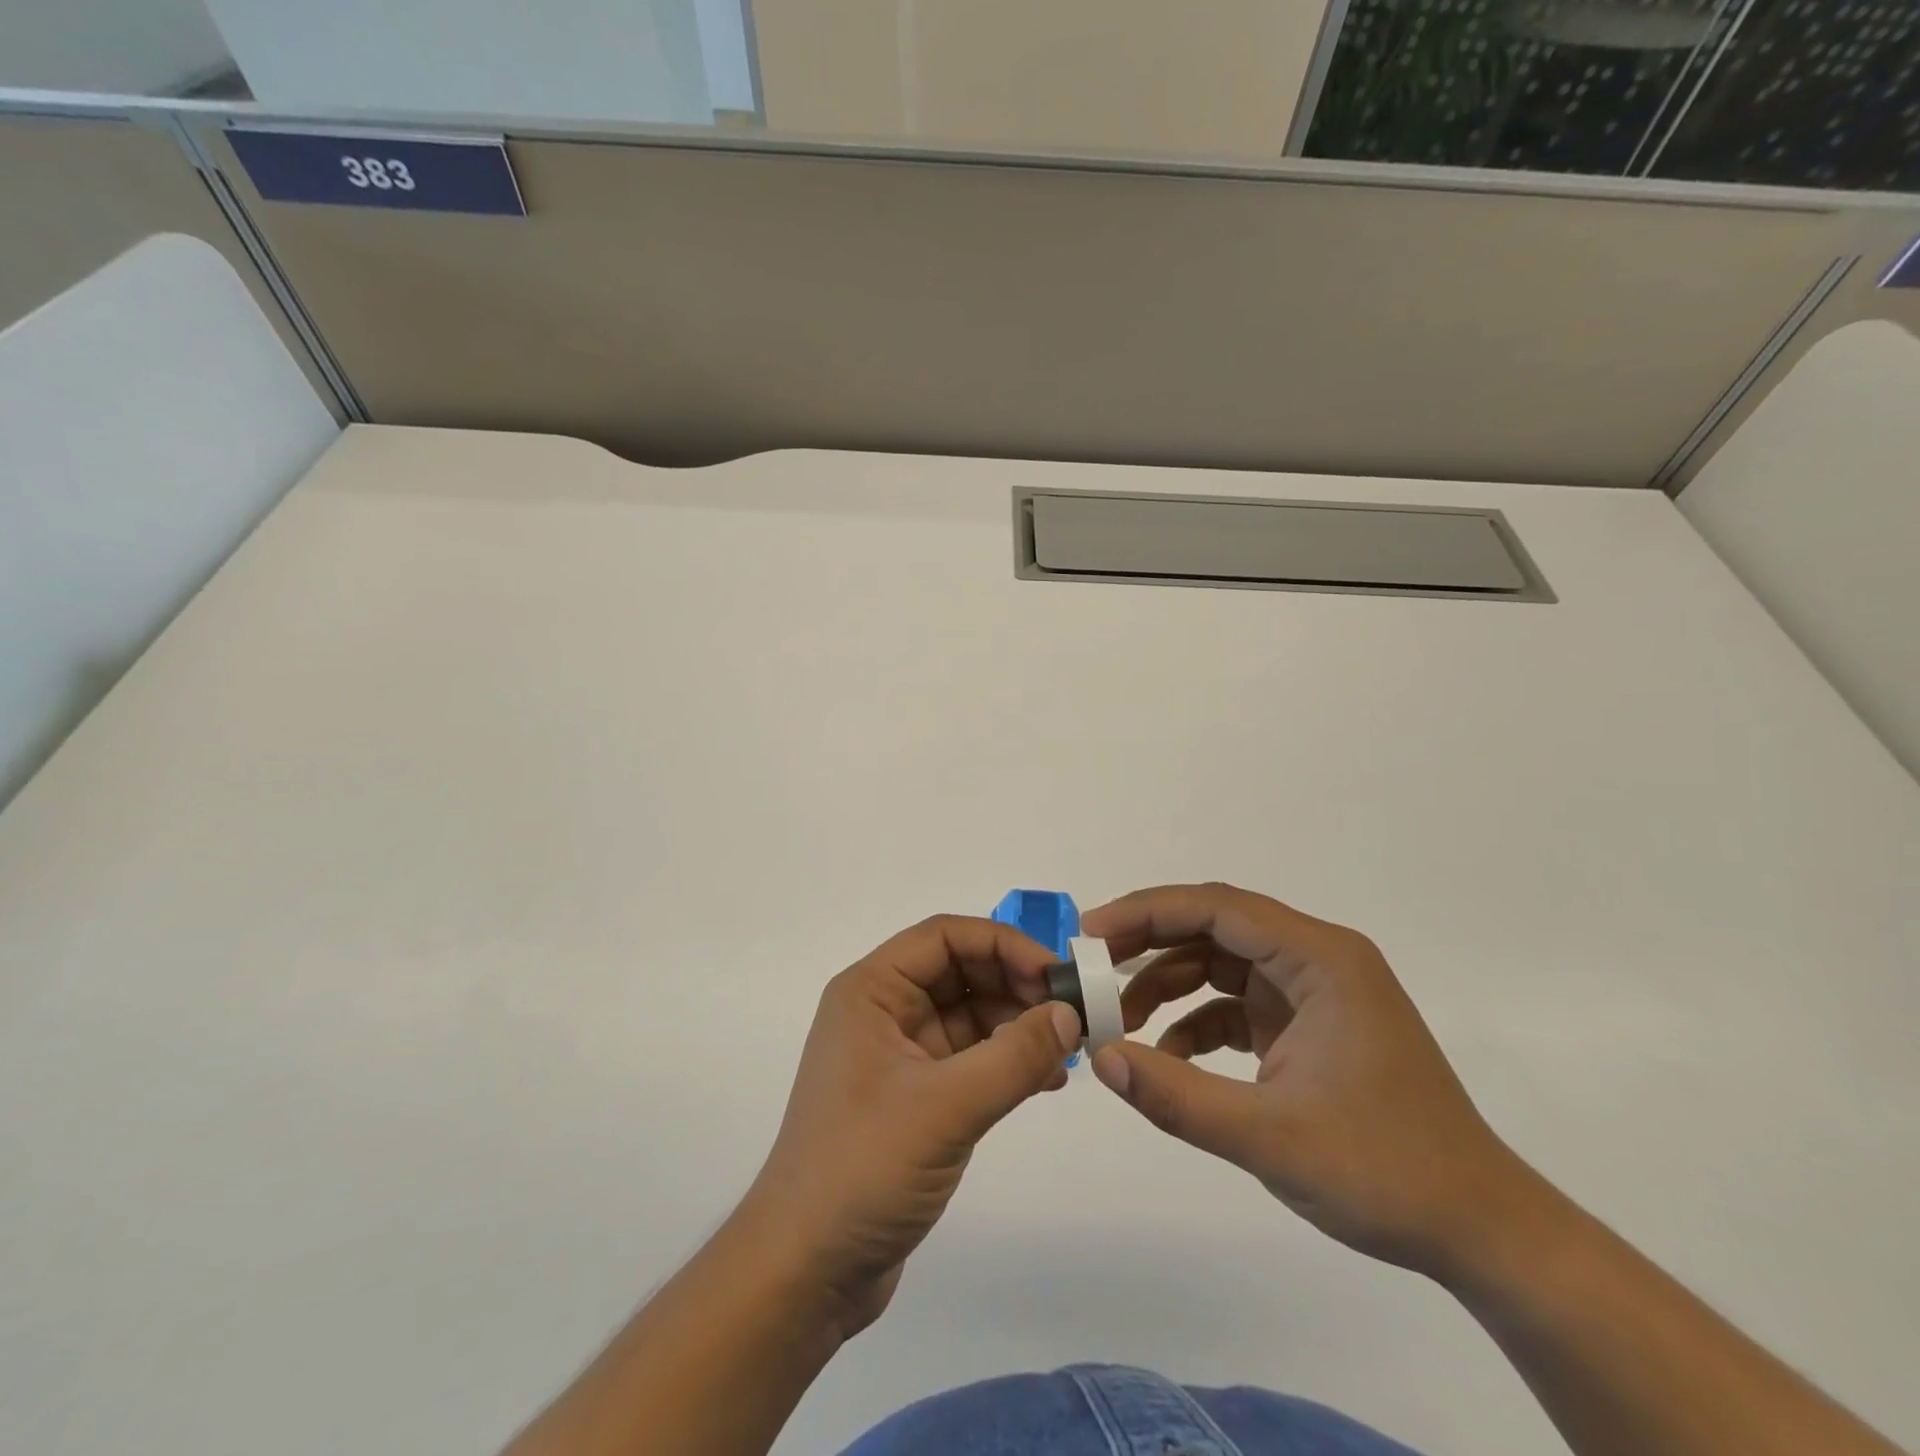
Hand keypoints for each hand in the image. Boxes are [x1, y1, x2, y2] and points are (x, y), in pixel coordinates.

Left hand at [739, 915, 1080, 1337]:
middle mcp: (883, 1011)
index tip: (1056, 976)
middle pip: (960, 971)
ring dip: (1018, 1024)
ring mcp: (899, 1055)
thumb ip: (1014, 1056)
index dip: (1003, 945)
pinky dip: (1007, 1061)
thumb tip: (1070, 1014)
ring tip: (1069, 1049)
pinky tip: (1048, 1079)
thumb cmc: (862, 1168)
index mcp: (872, 991)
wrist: (805, 1272)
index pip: (944, 936)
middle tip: (1072, 1013)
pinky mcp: (915, 1097)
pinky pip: (970, 1058)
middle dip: (1016, 984)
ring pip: (969, 1015)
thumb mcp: (945, 1107)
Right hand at [1082, 883, 1532, 1279]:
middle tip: (1093, 968)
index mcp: (1321, 959)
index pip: (1218, 907)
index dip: (1148, 911)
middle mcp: (1317, 960)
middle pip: (1215, 927)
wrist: (1481, 1232)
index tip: (1092, 934)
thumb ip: (1176, 1095)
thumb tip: (1100, 1057)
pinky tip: (1169, 1058)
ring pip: (1221, 964)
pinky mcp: (1309, 1026)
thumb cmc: (1386, 1172)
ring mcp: (1314, 993)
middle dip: (1150, 944)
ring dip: (1168, 985)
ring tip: (1122, 1020)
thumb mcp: (1269, 1136)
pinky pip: (1237, 1004)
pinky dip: (1196, 1022)